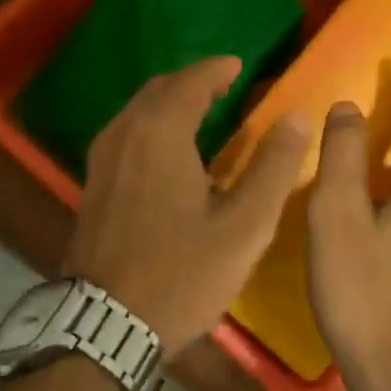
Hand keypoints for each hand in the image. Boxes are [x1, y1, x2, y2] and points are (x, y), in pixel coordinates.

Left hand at [67, 57, 307, 357]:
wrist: (107, 324)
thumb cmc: (182, 274)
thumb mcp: (244, 226)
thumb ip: (273, 167)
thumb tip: (298, 117)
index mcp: (160, 134)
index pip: (190, 82)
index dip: (216, 69)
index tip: (238, 66)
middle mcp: (123, 135)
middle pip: (158, 91)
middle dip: (191, 83)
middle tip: (223, 87)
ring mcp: (101, 162)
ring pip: (137, 113)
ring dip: (168, 104)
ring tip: (201, 114)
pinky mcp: (92, 187)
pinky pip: (125, 137)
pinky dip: (150, 128)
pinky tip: (169, 154)